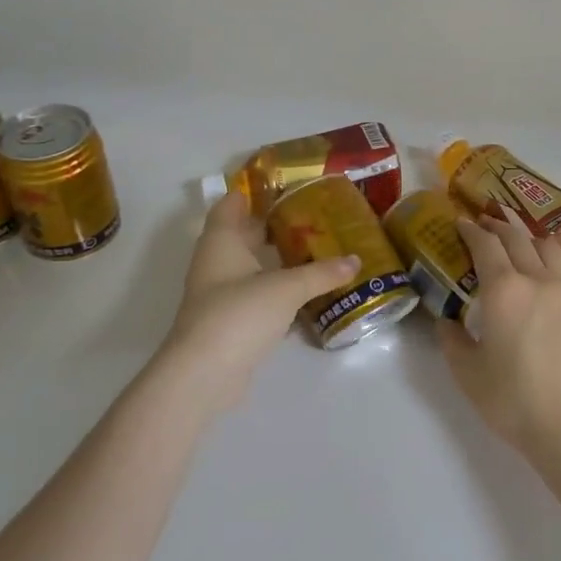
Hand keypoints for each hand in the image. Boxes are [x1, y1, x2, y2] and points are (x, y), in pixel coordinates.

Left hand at [154, 192, 359, 414]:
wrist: (204, 375)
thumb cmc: (239, 314)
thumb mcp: (286, 288)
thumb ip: (321, 273)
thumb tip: (356, 260)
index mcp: (221, 241)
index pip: (231, 204)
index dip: (252, 191)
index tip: (284, 185)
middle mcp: (216, 262)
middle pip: (242, 234)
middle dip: (272, 225)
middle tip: (311, 216)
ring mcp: (220, 294)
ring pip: (250, 267)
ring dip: (275, 260)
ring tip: (315, 249)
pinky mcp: (230, 322)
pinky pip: (256, 296)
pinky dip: (277, 291)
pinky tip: (305, 293)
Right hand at [440, 210, 560, 459]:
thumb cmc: (510, 398)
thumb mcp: (466, 371)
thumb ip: (451, 339)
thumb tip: (446, 321)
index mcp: (504, 290)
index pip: (486, 245)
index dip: (471, 230)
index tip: (461, 223)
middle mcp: (536, 280)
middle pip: (516, 238)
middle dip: (497, 226)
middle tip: (482, 224)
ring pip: (545, 246)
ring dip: (525, 237)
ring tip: (513, 242)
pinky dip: (545, 258)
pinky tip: (536, 273)